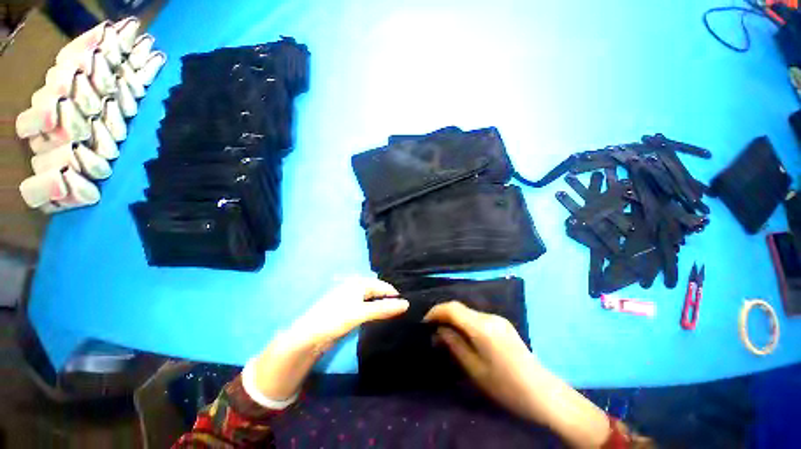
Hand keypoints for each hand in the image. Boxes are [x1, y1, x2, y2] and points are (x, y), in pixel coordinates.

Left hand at [252, 278, 407, 400]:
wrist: (309, 335)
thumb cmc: (336, 318)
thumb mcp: (362, 312)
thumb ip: (384, 308)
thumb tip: (406, 304)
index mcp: (358, 283)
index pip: (382, 285)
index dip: (394, 295)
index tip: (406, 305)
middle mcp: (355, 286)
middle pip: (377, 291)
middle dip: (388, 299)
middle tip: (401, 310)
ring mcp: (350, 298)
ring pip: (371, 299)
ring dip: (381, 306)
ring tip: (392, 314)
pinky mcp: (347, 309)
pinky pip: (365, 306)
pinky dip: (373, 310)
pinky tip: (378, 317)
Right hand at [424, 301, 540, 419]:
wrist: (543, 393)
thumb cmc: (506, 387)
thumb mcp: (475, 369)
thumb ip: (455, 345)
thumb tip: (439, 330)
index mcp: (482, 327)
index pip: (453, 308)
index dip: (436, 311)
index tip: (425, 322)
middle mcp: (490, 317)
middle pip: (460, 308)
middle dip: (444, 316)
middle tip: (433, 332)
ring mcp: (498, 319)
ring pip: (468, 312)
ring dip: (455, 319)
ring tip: (446, 335)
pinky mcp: (503, 324)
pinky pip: (478, 318)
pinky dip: (466, 323)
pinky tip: (464, 337)